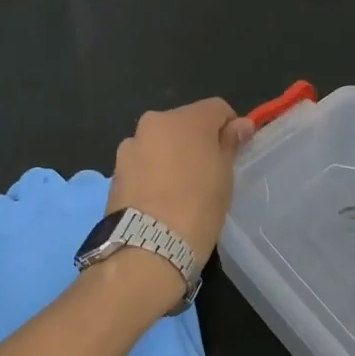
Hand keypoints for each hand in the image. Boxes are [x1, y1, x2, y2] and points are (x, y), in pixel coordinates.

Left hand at [106, 98, 255, 267]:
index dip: (229, 126)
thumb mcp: (224, 176)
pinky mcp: (115, 171)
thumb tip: (239, 124)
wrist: (148, 247)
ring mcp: (130, 146)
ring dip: (171, 155)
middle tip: (208, 172)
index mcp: (184, 119)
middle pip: (184, 123)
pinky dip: (153, 172)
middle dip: (196, 140)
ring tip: (180, 189)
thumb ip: (230, 144)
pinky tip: (160, 199)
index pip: (216, 108)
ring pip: (160, 143)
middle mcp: (153, 123)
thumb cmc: (198, 206)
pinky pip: (143, 163)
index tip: (235, 151)